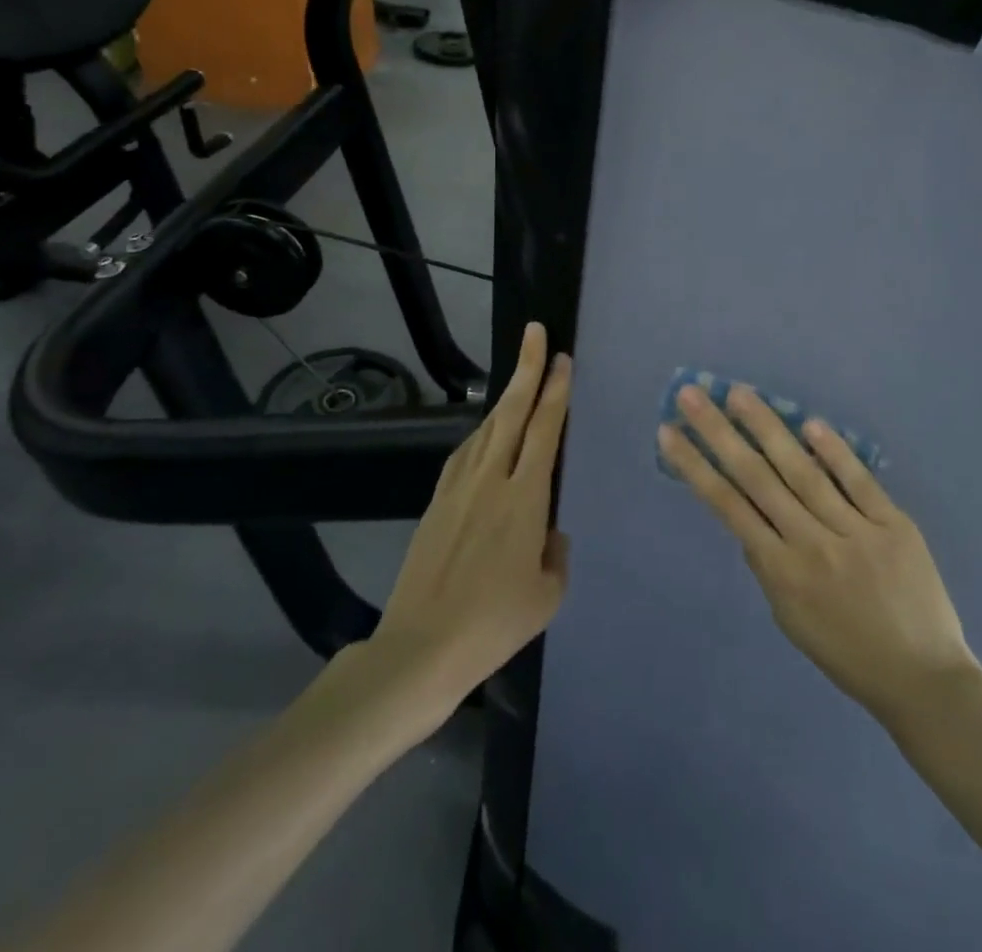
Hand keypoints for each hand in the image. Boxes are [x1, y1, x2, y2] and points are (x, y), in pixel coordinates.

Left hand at [370, 323, 571, 729]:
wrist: (421, 648)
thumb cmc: (494, 624)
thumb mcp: (547, 595)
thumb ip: (555, 555)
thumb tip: (549, 532)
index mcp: (525, 498)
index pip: (544, 430)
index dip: (555, 390)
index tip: (561, 359)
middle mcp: (491, 480)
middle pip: (512, 412)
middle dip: (526, 369)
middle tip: (535, 333)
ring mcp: (458, 488)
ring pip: (486, 429)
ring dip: (505, 399)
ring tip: (520, 380)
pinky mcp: (436, 502)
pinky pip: (465, 454)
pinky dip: (482, 434)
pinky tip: (486, 434)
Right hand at [659, 384, 977, 731]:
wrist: (924, 680)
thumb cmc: (847, 654)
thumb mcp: (790, 619)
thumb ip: (767, 566)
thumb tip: (749, 519)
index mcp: (782, 573)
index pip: (728, 506)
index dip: (695, 466)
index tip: (669, 432)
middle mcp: (812, 545)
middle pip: (757, 478)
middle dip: (718, 433)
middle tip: (692, 395)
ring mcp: (855, 532)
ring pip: (802, 471)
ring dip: (767, 428)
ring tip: (738, 394)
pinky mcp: (893, 525)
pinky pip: (858, 481)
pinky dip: (834, 452)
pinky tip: (809, 423)